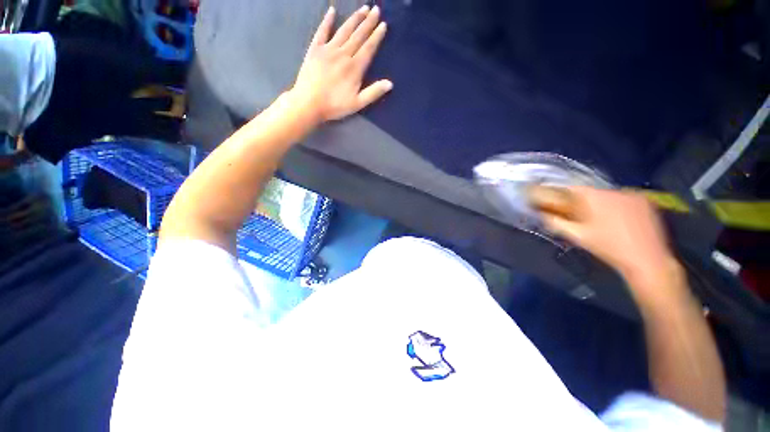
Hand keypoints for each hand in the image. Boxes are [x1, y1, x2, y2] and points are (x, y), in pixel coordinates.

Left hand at [290, 5, 392, 123]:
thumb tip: (390, 84)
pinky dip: (327, 21)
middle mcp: (343, 54)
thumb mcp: (357, 104)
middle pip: (358, 36)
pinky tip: (331, 11)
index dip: (376, 36)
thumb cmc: (335, 106)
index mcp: (354, 68)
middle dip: (368, 22)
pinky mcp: (315, 49)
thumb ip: (373, 93)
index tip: (383, 25)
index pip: (368, 48)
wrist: (309, 103)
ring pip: (344, 30)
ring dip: (354, 19)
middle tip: (376, 9)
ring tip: (363, 9)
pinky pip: (322, 31)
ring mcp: (328, 50)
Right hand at [538, 187, 684, 305]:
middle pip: (590, 191)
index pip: (573, 188)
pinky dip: (615, 205)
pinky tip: (615, 219)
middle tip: (575, 211)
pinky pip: (623, 199)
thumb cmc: (608, 248)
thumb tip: (541, 215)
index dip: (561, 193)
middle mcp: (616, 191)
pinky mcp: (646, 203)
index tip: (554, 199)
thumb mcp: (578, 237)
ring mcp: (634, 196)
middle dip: (580, 200)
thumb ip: (556, 223)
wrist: (647, 261)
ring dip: (598, 203)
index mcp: (597, 198)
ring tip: (596, 217)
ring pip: (607, 195)